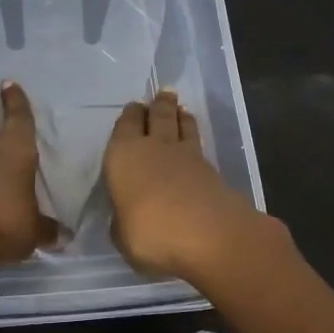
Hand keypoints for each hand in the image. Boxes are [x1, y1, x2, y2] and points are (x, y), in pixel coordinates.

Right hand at [103, 89, 271, 283]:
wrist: (207, 235)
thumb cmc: (150, 233)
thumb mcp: (122, 236)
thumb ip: (122, 221)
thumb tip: (126, 216)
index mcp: (123, 155)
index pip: (125, 125)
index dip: (130, 116)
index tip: (134, 109)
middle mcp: (153, 146)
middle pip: (157, 115)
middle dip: (158, 105)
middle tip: (161, 96)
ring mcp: (186, 155)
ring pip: (181, 124)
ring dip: (179, 115)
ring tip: (180, 109)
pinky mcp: (211, 168)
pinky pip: (198, 144)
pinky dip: (194, 136)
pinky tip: (193, 142)